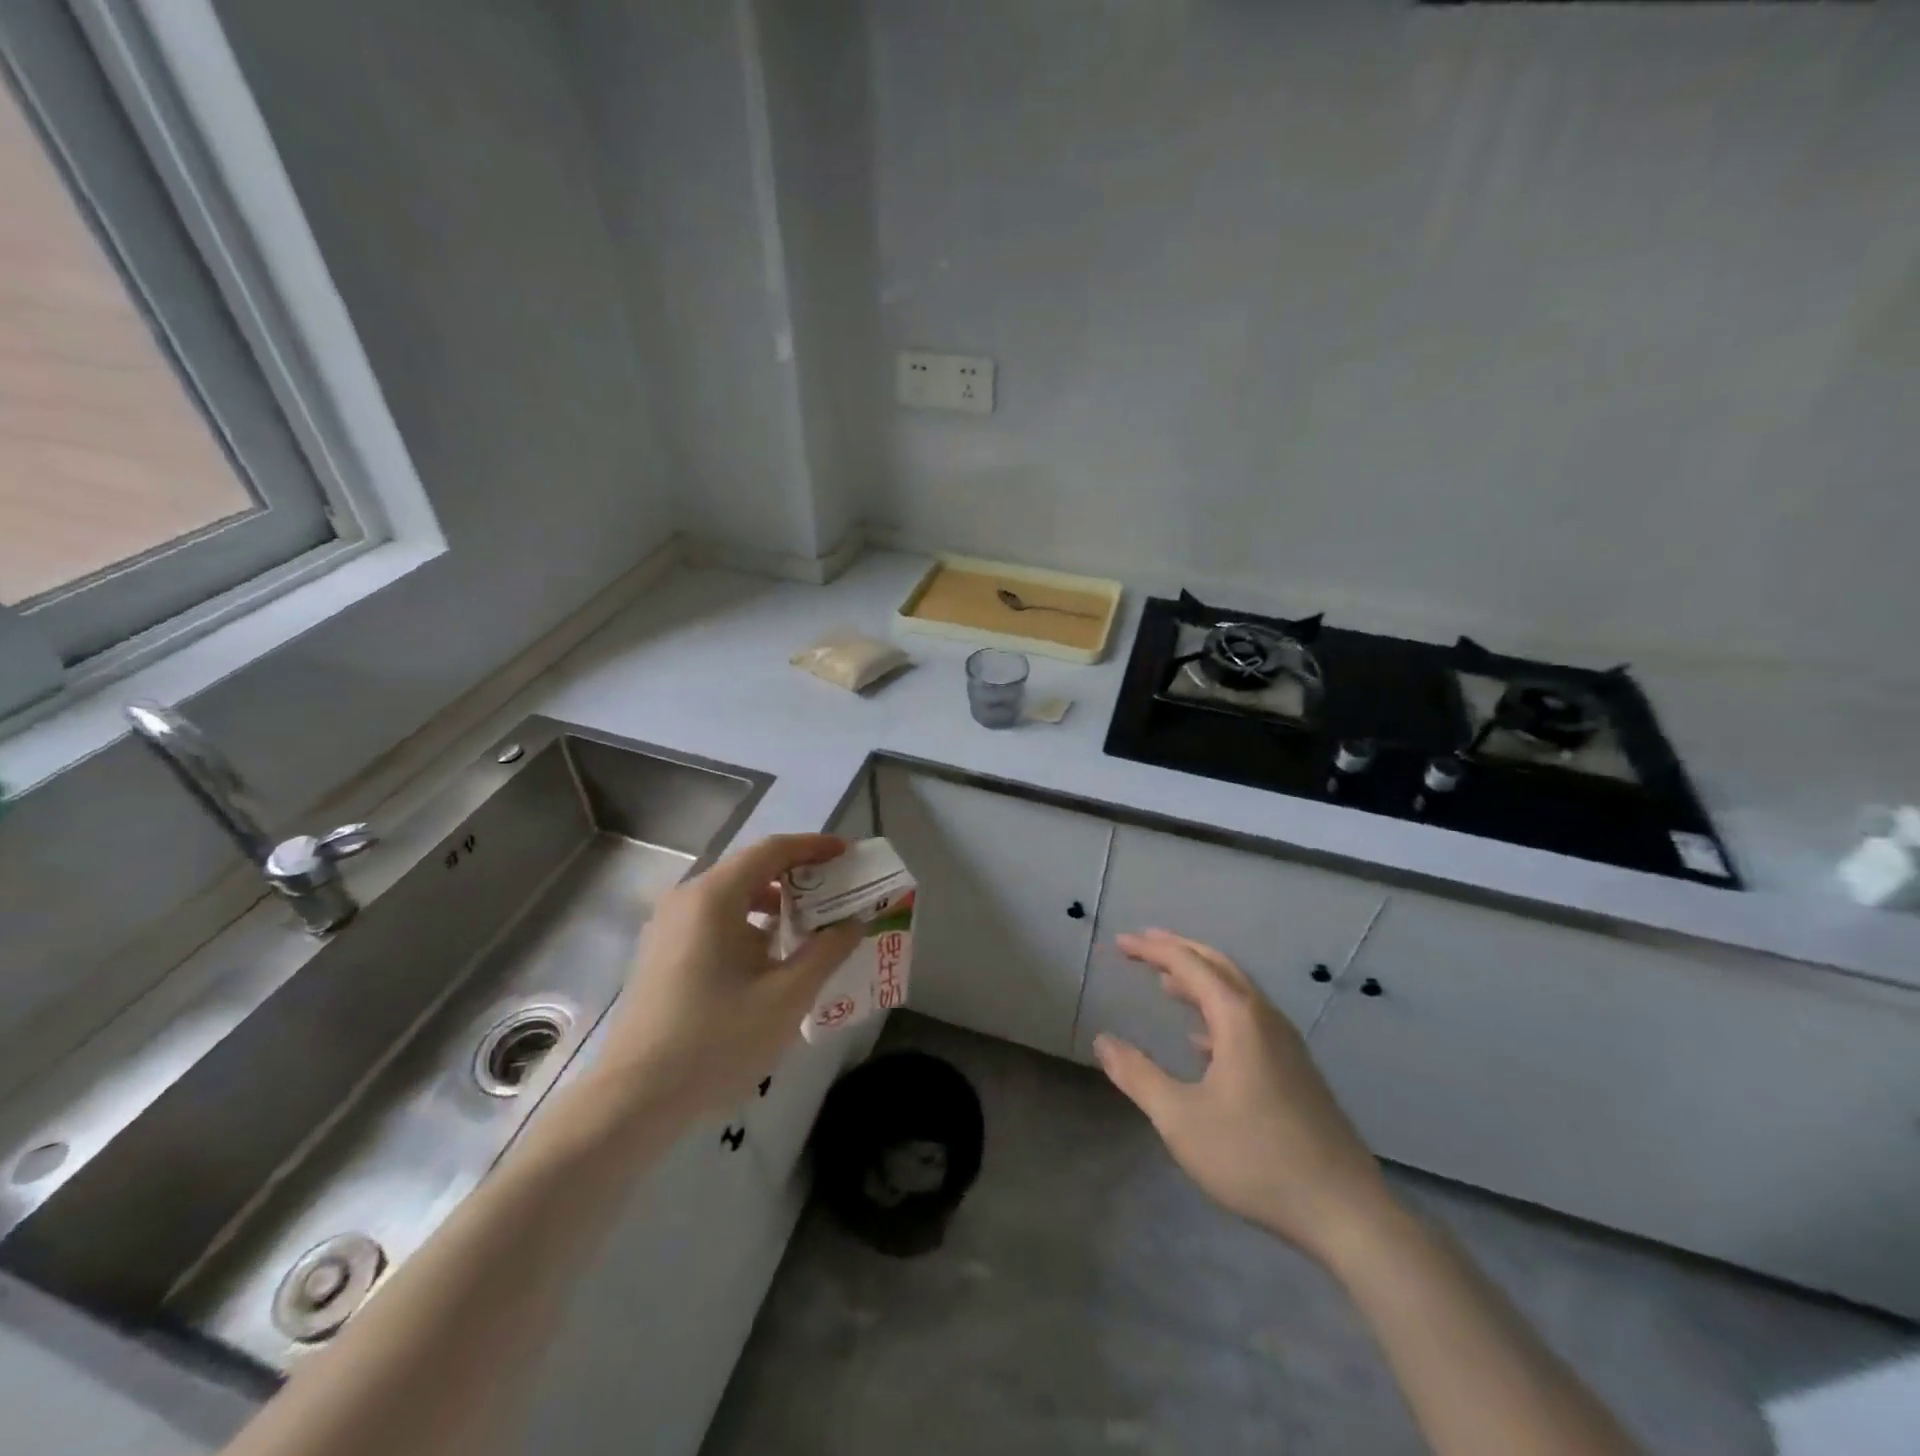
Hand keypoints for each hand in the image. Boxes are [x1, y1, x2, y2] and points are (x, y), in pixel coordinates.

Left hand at [595, 833, 862, 1122]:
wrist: (633, 1099)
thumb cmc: (716, 1040)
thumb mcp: (787, 996)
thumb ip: (826, 951)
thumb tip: (852, 923)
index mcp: (714, 897)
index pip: (772, 850)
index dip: (814, 847)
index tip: (848, 854)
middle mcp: (686, 899)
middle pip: (750, 870)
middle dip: (797, 877)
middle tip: (836, 892)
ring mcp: (668, 927)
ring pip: (731, 898)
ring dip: (773, 904)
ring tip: (809, 928)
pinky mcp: (660, 954)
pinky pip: (713, 921)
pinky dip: (748, 925)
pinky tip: (769, 960)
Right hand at [1093, 929, 1394, 1264]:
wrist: (1345, 1212)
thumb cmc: (1254, 1158)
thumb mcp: (1181, 1119)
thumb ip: (1138, 1076)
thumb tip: (1103, 1041)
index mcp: (1239, 1019)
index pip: (1189, 965)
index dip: (1152, 950)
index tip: (1121, 941)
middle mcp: (1265, 1019)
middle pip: (1219, 967)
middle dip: (1179, 951)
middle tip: (1143, 944)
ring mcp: (1286, 1045)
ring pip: (1237, 993)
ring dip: (1200, 980)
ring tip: (1166, 983)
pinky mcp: (1296, 1071)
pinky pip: (1250, 1021)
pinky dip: (1218, 1012)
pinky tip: (1201, 1040)